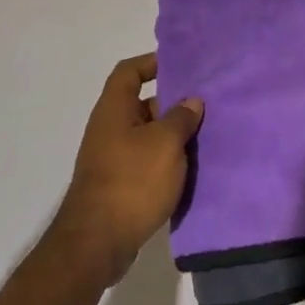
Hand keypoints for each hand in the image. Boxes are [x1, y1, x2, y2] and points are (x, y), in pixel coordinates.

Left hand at [50, 54, 203, 288]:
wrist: (98, 242)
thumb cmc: (132, 181)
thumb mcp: (165, 143)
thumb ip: (181, 117)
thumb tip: (191, 100)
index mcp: (114, 109)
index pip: (129, 72)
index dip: (152, 63)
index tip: (181, 65)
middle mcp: (109, 128)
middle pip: (141, 103)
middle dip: (172, 103)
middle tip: (205, 105)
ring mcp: (111, 158)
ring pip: (147, 135)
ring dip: (172, 135)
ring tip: (206, 136)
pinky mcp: (119, 184)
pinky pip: (146, 160)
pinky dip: (166, 160)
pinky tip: (191, 168)